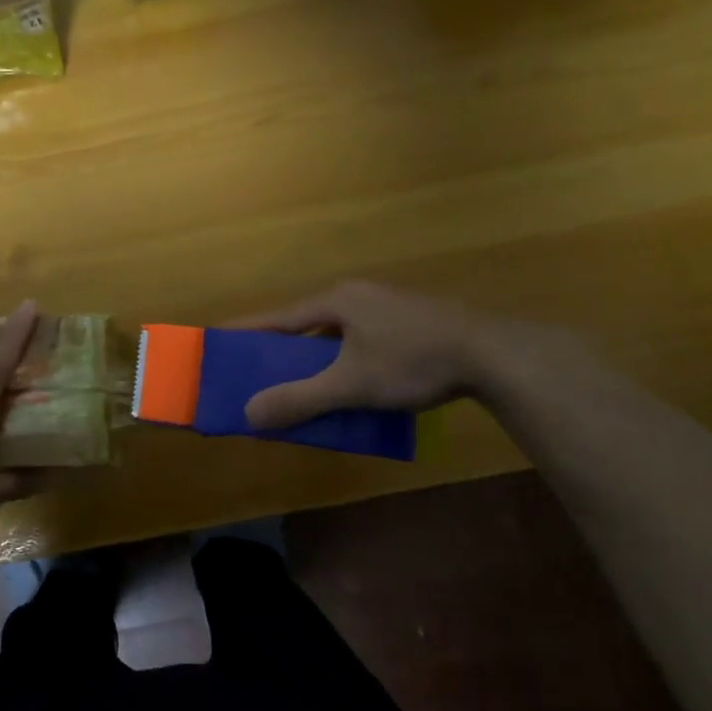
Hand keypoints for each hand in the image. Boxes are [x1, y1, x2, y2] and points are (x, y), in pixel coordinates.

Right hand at [230, 281, 488, 430]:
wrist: (493, 355)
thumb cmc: (412, 361)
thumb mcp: (350, 385)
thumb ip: (299, 399)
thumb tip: (250, 415)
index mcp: (336, 300)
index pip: (278, 317)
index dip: (247, 331)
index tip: (218, 338)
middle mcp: (358, 295)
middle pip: (306, 323)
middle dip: (283, 349)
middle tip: (261, 372)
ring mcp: (388, 305)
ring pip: (337, 332)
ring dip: (318, 357)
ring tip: (305, 383)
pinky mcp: (413, 320)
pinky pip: (363, 338)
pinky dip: (347, 359)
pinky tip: (353, 381)